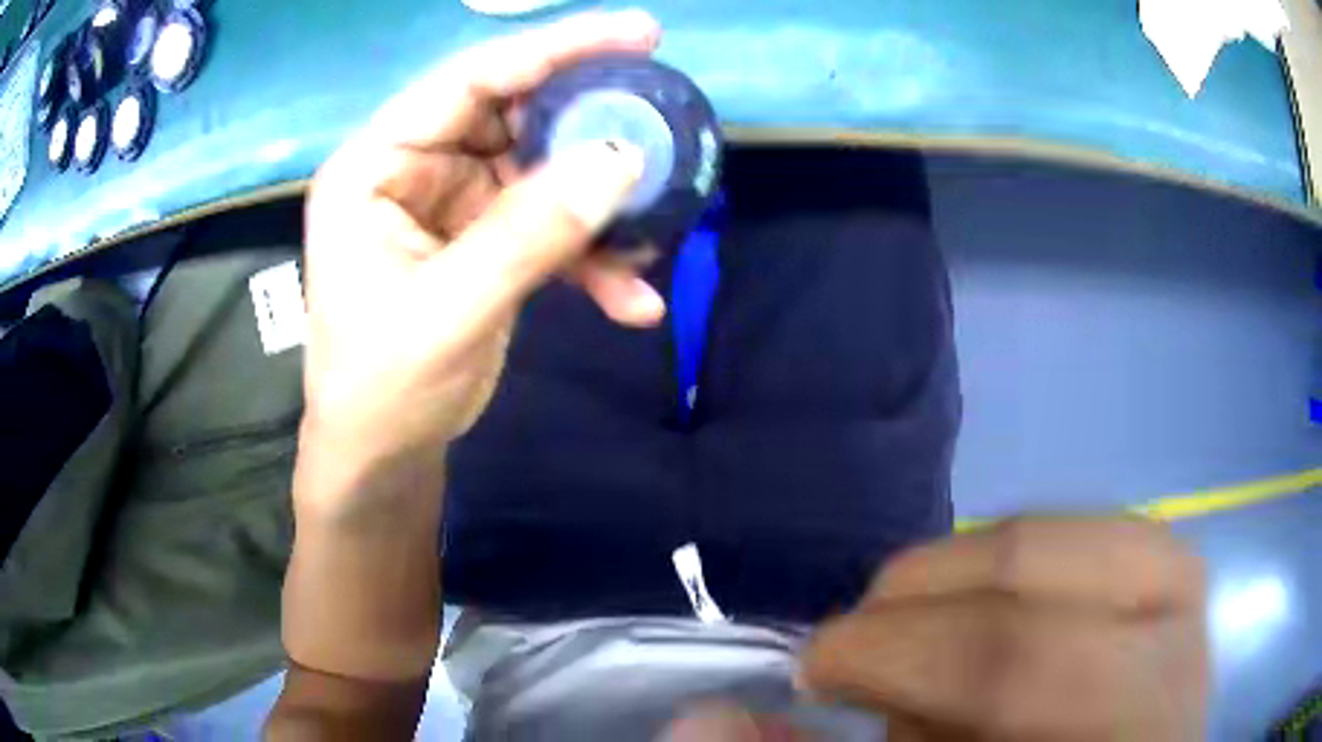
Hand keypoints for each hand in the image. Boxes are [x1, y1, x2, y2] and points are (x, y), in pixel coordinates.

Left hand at [298, 11, 666, 516]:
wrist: (383, 455)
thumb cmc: (383, 387)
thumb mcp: (449, 311)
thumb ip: (530, 232)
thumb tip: (622, 160)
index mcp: (376, 166)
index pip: (469, 80)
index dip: (554, 49)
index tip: (639, 34)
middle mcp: (414, 169)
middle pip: (515, 116)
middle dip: (590, 126)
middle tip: (663, 123)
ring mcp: (452, 204)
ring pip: (543, 173)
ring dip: (600, 206)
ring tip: (655, 232)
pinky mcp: (484, 241)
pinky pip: (549, 226)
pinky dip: (591, 257)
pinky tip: (630, 297)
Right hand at [801, 517, 1207, 740]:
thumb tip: (705, 718)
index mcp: (1121, 738)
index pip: (1015, 666)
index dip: (896, 653)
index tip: (815, 667)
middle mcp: (1175, 670)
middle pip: (1054, 581)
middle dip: (928, 599)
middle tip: (867, 640)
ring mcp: (1192, 615)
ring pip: (1085, 536)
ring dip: (985, 566)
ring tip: (938, 618)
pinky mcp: (1185, 587)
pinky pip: (1113, 533)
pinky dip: (1041, 556)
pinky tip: (1007, 597)